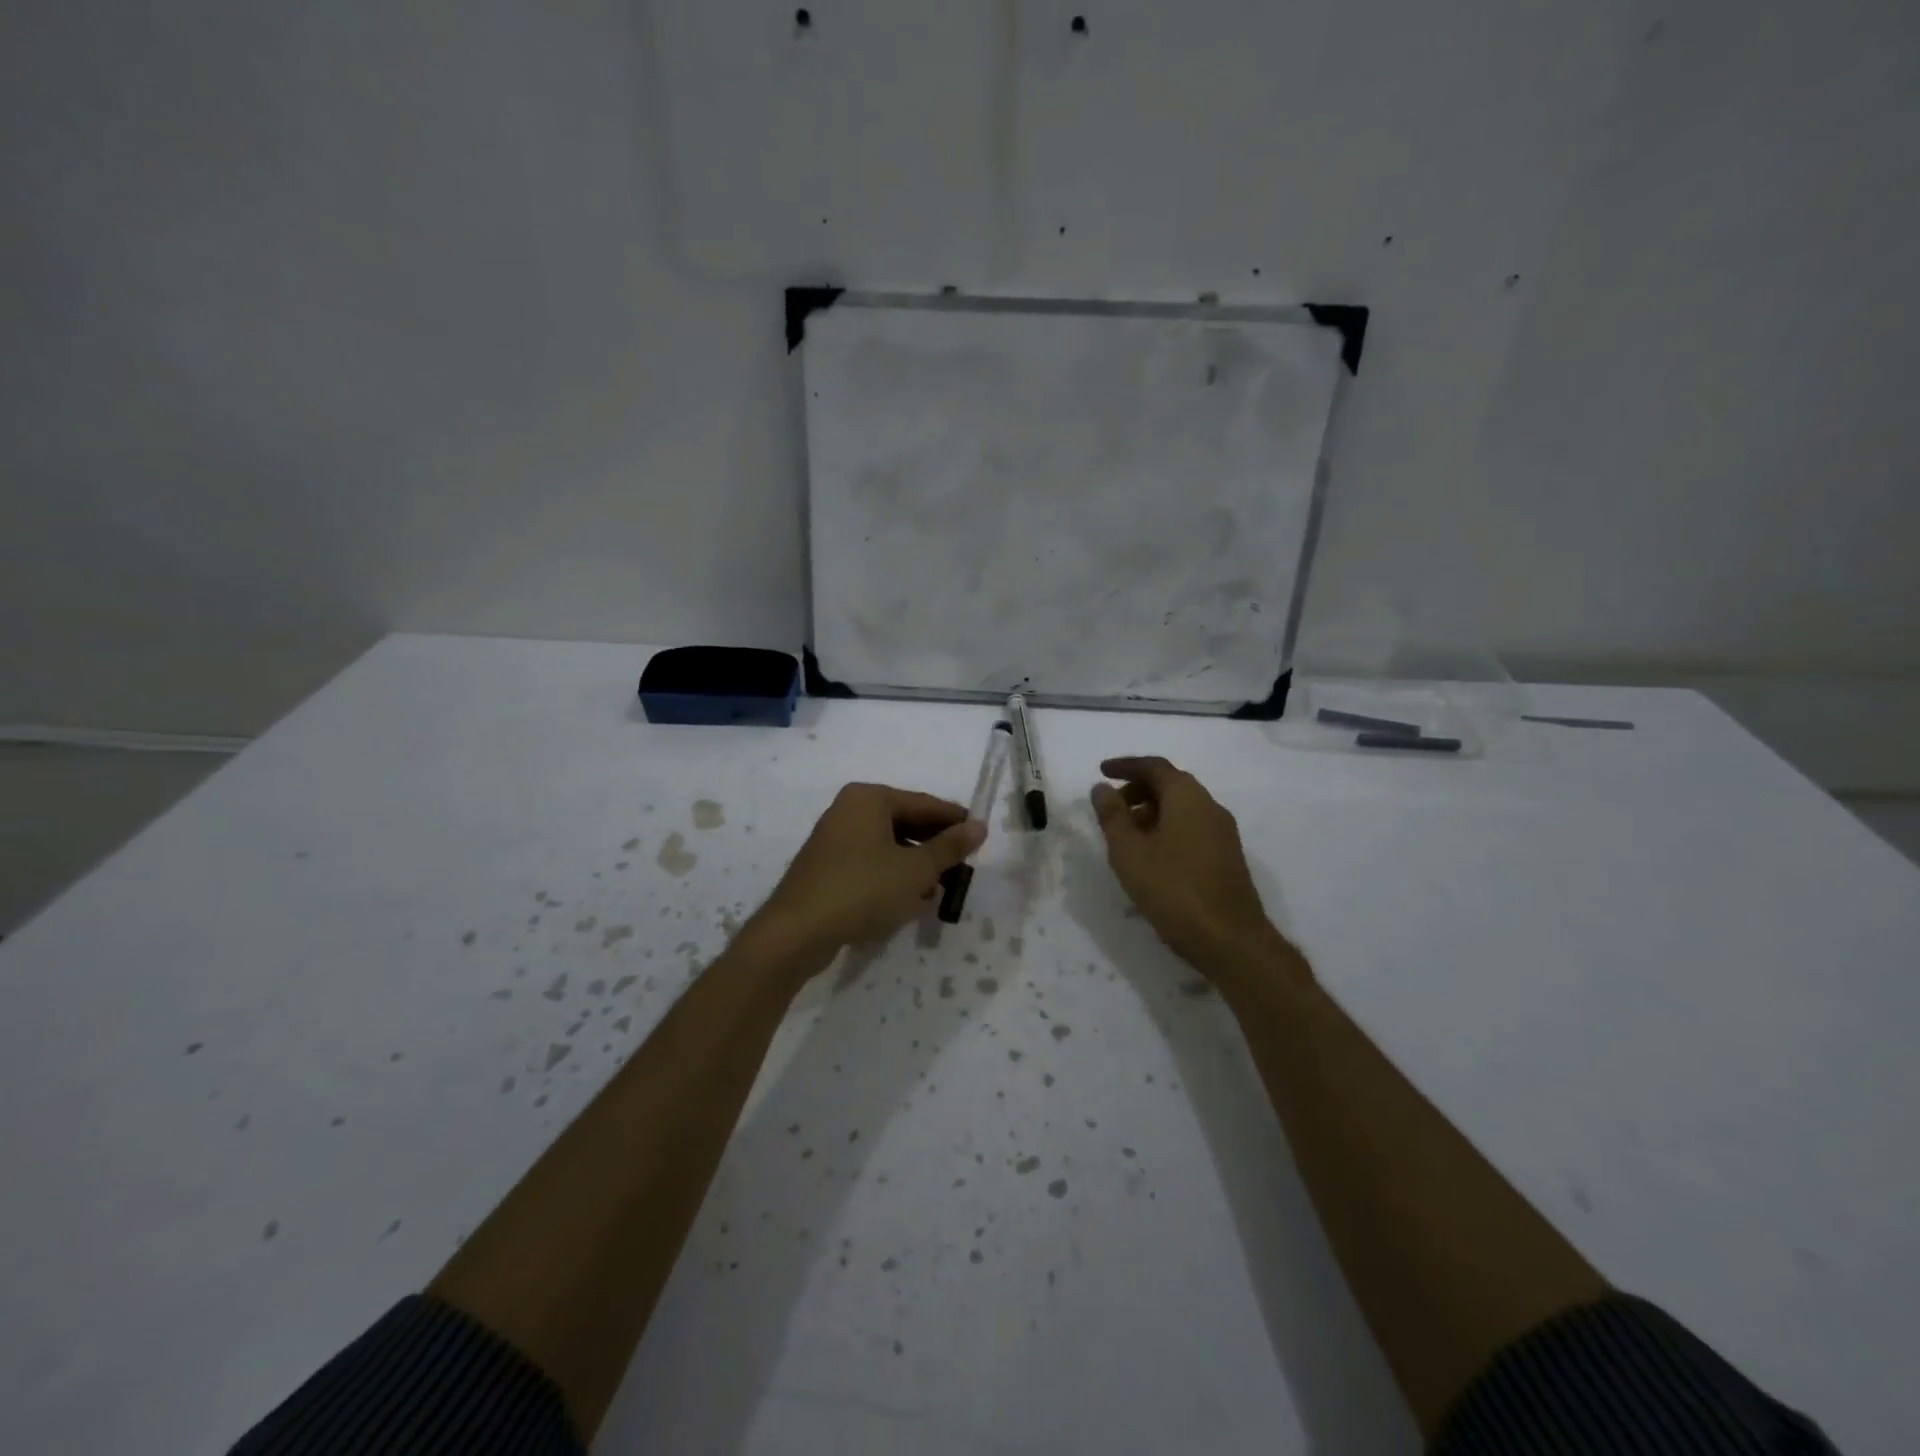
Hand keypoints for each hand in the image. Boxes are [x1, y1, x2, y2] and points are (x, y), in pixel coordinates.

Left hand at [758, 783, 984, 963]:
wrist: (797, 932)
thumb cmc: (862, 889)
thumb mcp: (915, 869)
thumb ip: (949, 847)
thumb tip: (979, 826)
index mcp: (869, 799)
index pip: (924, 803)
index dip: (955, 821)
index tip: (981, 838)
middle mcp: (849, 811)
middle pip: (905, 823)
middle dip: (934, 847)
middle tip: (964, 867)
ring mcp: (834, 840)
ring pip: (888, 846)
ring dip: (916, 866)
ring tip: (942, 888)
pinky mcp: (827, 869)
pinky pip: (871, 865)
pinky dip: (893, 878)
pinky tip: (910, 901)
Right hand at [1091, 756, 1284, 976]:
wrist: (1230, 939)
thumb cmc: (1173, 889)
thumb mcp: (1129, 851)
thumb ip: (1112, 815)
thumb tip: (1102, 788)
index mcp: (1187, 796)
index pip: (1154, 766)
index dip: (1125, 766)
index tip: (1101, 771)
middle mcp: (1209, 806)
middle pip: (1170, 784)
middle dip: (1137, 789)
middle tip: (1111, 807)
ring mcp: (1223, 832)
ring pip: (1182, 808)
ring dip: (1151, 812)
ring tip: (1125, 836)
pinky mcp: (1227, 856)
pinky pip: (1191, 828)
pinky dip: (1167, 829)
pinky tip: (1151, 857)